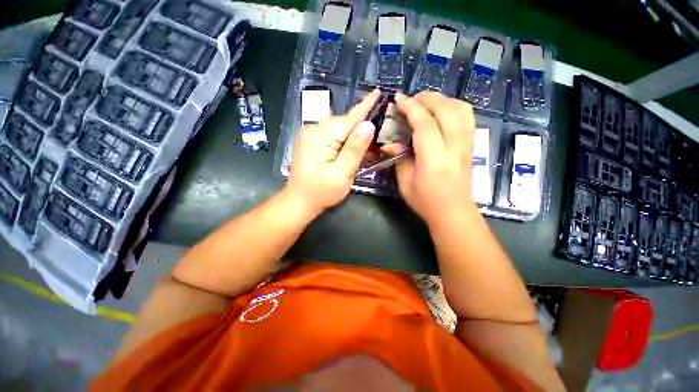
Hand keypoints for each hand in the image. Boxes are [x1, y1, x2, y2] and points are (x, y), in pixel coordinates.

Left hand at [286, 89, 380, 214]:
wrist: (299, 201)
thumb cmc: (321, 191)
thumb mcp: (342, 173)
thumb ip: (355, 149)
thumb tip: (368, 125)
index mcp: (321, 136)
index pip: (349, 118)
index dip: (365, 106)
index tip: (377, 91)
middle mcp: (313, 130)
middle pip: (344, 123)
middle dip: (360, 126)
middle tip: (377, 133)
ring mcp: (310, 136)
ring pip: (338, 129)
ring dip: (353, 135)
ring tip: (366, 144)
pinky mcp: (310, 142)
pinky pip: (332, 136)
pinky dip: (344, 140)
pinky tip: (350, 148)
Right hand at [382, 92, 475, 224]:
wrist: (453, 213)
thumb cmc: (426, 202)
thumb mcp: (405, 183)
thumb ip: (399, 159)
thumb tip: (389, 144)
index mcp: (434, 159)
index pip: (425, 124)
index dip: (411, 108)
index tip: (398, 98)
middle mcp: (454, 148)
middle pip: (446, 110)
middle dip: (427, 98)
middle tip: (410, 100)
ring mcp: (466, 145)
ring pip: (462, 109)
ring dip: (443, 100)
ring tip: (426, 104)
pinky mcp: (470, 146)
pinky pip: (467, 117)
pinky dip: (454, 107)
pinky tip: (442, 113)